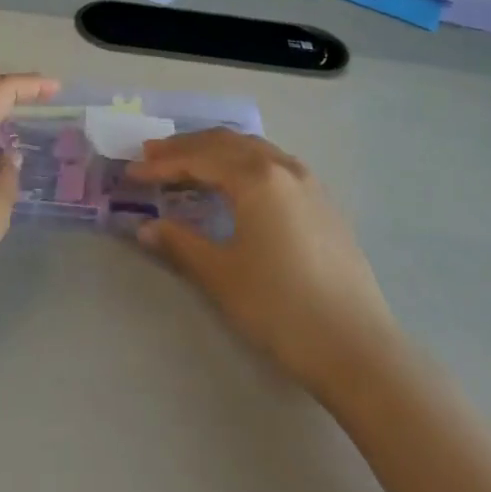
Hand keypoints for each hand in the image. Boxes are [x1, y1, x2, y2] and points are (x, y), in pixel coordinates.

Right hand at [128, 130, 396, 394]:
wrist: (359, 349)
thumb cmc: (282, 308)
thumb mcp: (222, 276)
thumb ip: (180, 243)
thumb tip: (145, 227)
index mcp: (255, 177)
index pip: (198, 159)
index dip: (161, 165)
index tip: (131, 172)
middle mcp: (282, 166)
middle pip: (224, 143)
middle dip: (186, 147)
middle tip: (152, 155)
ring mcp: (308, 181)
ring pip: (252, 148)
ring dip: (215, 150)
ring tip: (188, 161)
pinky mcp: (323, 202)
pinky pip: (273, 162)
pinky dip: (243, 161)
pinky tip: (236, 180)